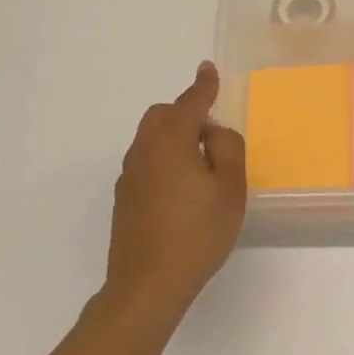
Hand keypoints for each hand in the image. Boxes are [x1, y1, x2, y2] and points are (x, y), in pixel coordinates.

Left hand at [104, 62, 246, 318]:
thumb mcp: (230, 188)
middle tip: (212, 134)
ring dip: (174, 138)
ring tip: (201, 166)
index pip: (189, 103)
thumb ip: (227, 148)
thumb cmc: (197, 233)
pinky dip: (164, 159)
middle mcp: (143, 152)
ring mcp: (129, 177)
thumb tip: (213, 131)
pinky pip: (146, 162)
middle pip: (161, 116)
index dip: (203, 86)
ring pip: (150, 139)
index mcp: (170, 142)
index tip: (208, 69)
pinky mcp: (124, 199)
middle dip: (185, 113)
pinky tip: (181, 189)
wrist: (147, 285)